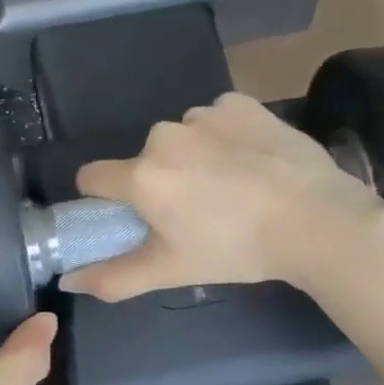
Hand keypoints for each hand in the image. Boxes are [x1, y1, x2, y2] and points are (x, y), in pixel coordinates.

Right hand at [65, 92, 383, 300]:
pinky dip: (227, 136)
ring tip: (233, 186)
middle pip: (144, 159)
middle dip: (160, 180)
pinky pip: (217, 118)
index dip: (105, 198)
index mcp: (142, 176)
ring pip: (181, 137)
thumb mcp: (171, 270)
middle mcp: (164, 136)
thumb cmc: (237, 250)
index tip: (134, 215)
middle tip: (198, 212)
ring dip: (195, 156)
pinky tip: (253, 161)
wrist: (317, 220)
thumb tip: (67, 281)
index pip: (92, 177)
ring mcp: (204, 114)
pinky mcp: (240, 103)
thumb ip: (113, 277)